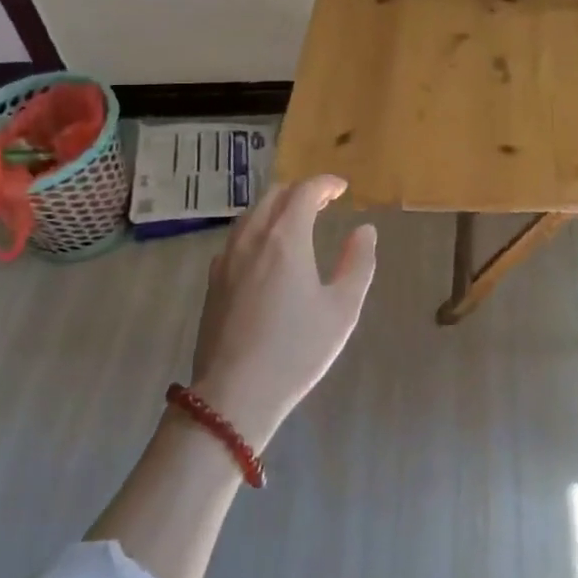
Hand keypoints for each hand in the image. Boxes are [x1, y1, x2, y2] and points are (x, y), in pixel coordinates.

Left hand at [189, 175, 377, 450]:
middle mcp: (252, 238)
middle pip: (274, 196)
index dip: (325, 184)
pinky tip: (266, 252)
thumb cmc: (296, 350)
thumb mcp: (342, 309)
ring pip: (251, 215)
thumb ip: (358, 263)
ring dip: (276, 208)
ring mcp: (227, 258)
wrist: (234, 394)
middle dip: (300, 191)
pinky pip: (237, 238)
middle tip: (323, 203)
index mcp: (286, 238)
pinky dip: (257, 230)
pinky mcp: (213, 281)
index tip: (342, 189)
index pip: (304, 191)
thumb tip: (364, 231)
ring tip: (296, 222)